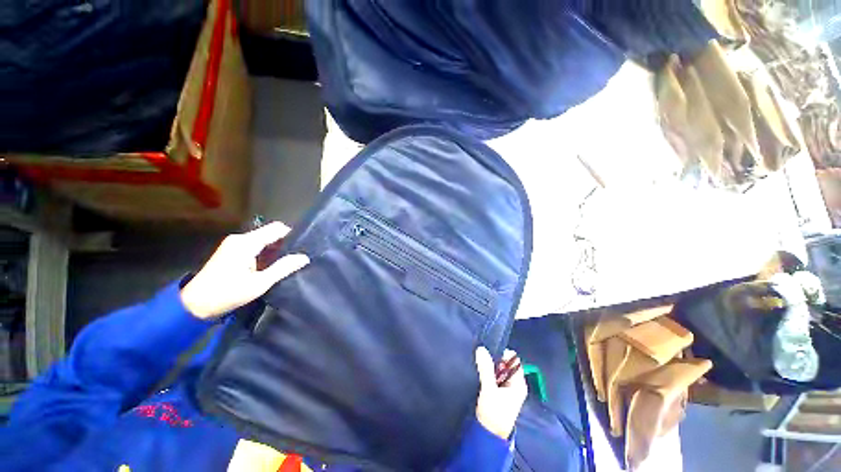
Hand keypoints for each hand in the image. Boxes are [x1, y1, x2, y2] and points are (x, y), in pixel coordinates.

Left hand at [180, 222, 309, 319]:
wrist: (194, 305)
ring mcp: (234, 244)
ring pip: (263, 239)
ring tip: (287, 262)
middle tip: (296, 257)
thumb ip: (283, 268)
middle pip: (270, 233)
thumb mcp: (259, 283)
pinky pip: (254, 245)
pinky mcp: (231, 251)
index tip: (303, 247)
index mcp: (247, 242)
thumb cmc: (227, 293)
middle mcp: (240, 238)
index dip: (292, 235)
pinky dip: (265, 252)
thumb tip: (304, 257)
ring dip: (275, 249)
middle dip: (284, 243)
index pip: (277, 228)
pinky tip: (271, 265)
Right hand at [475, 346, 526, 439]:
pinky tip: (481, 372)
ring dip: (490, 366)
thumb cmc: (494, 413)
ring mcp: (507, 388)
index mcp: (519, 383)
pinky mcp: (499, 392)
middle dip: (495, 360)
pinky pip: (495, 376)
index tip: (490, 352)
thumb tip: (481, 349)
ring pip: (499, 370)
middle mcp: (515, 384)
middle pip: (506, 364)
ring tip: (480, 364)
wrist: (488, 434)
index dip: (503, 354)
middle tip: (483, 358)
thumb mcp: (489, 389)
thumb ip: (486, 369)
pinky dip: (489, 373)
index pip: (514, 360)